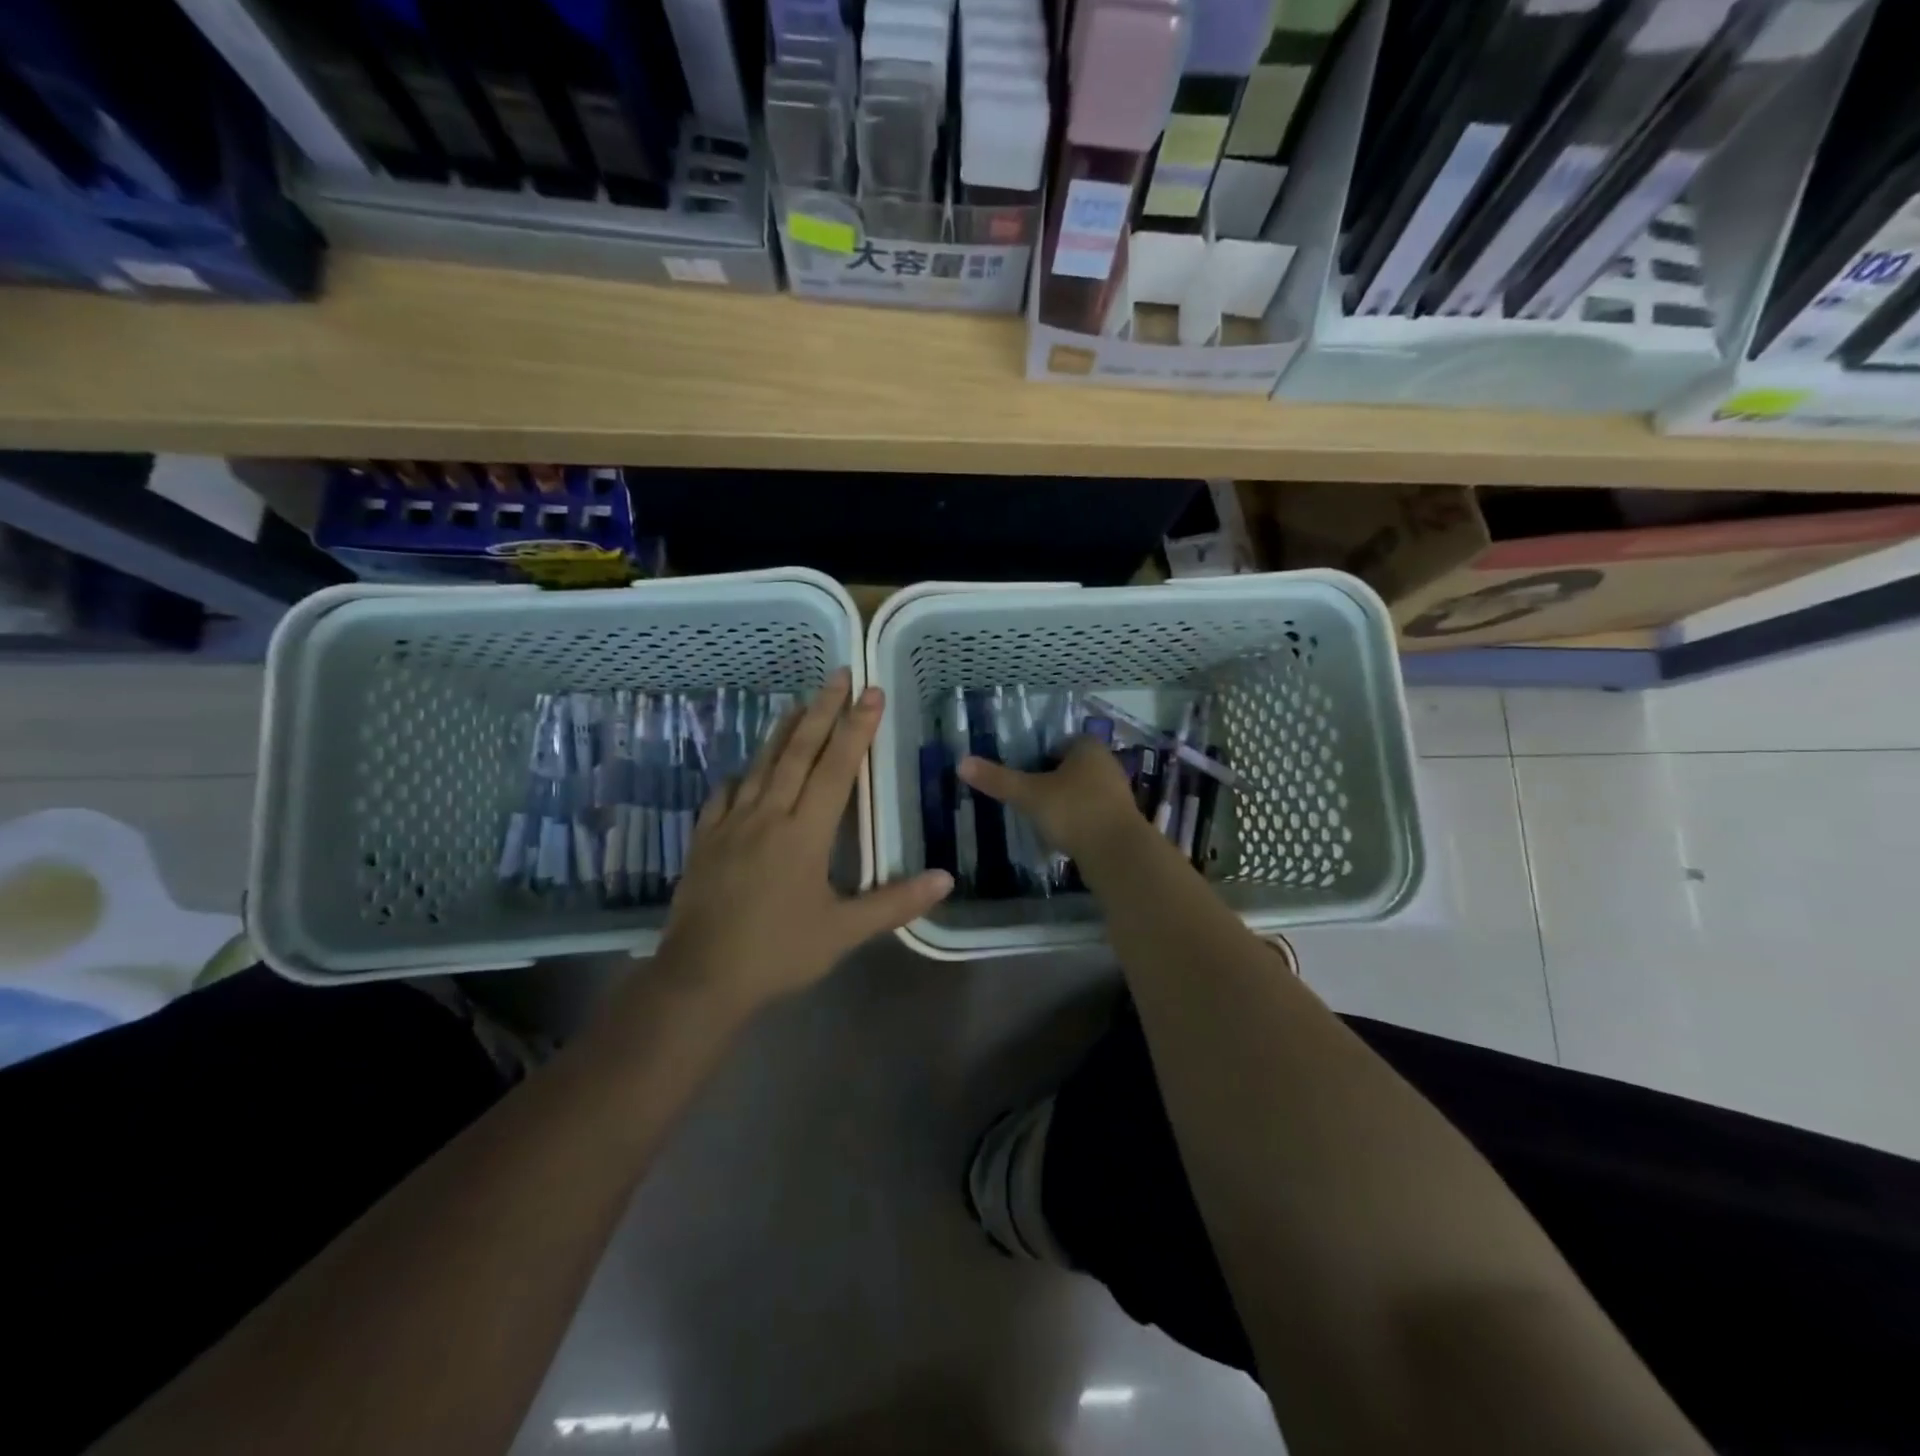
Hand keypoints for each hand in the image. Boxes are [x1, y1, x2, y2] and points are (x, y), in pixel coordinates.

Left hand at [655, 669, 952, 1012]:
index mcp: (805, 832)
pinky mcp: (705, 839)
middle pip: (798, 751)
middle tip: (838, 674)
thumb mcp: (844, 932)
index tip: (872, 692)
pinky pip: (726, 793)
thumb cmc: (778, 952)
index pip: (836, 768)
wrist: (700, 978)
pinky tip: (747, 769)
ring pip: (761, 764)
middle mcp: (768, 815)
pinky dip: (743, 774)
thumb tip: (946, 878)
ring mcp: (731, 824)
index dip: (857, 727)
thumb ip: (895, 902)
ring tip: (800, 702)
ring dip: (784, 730)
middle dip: (822, 710)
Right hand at [958, 737, 1145, 862]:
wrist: (1117, 854)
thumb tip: (961, 763)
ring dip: (1064, 801)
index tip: (1021, 773)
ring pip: (1082, 791)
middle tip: (1025, 795)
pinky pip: (1091, 814)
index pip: (1060, 743)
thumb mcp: (1029, 794)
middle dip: (1051, 779)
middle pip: (1071, 767)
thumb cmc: (1073, 811)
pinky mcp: (1119, 821)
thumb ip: (998, 779)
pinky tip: (1060, 835)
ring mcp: (1116, 794)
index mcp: (1088, 748)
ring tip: (1039, 817)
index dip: (1039, 756)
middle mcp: (1106, 765)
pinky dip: (1076, 821)